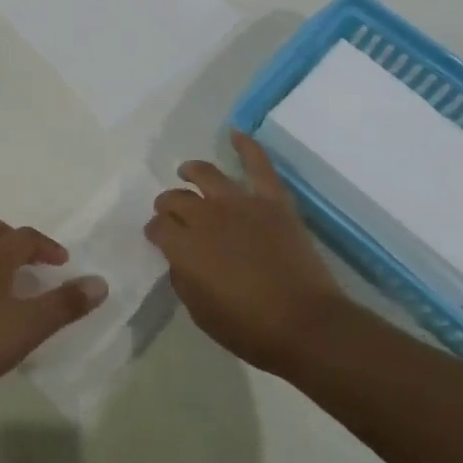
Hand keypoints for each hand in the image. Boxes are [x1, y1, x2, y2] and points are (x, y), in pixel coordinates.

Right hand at [146, 131, 347, 374]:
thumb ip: (183, 279)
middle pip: (176, 199)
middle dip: (167, 204)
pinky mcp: (272, 200)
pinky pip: (257, 164)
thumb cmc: (250, 329)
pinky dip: (246, 146)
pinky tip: (235, 133)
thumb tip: (179, 258)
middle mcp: (206, 217)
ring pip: (206, 175)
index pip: (159, 227)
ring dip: (191, 171)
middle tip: (170, 211)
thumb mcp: (201, 313)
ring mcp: (240, 204)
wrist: (307, 325)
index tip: (158, 237)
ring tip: (187, 171)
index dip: (156, 230)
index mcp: (185, 247)